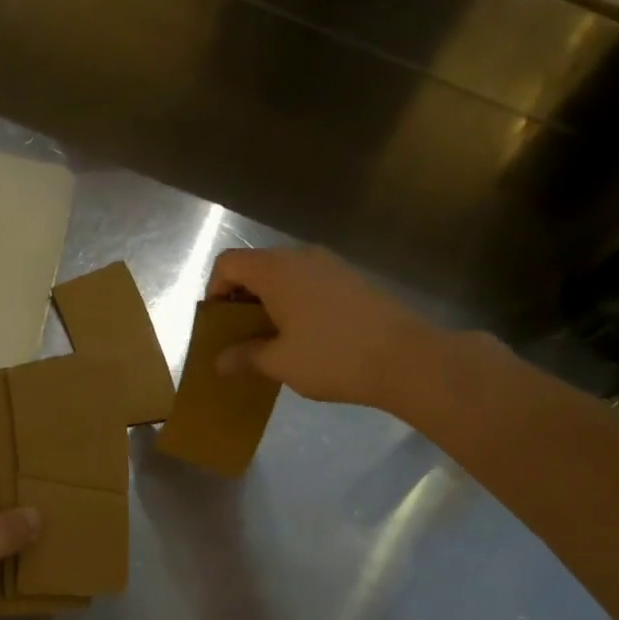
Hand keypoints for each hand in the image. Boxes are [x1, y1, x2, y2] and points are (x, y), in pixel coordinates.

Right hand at [206, 247, 443, 410]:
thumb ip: (245, 356)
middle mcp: (301, 257)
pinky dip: (293, 303)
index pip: (228, 263)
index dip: (214, 290)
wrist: (405, 358)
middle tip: (239, 336)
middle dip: (240, 299)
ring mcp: (330, 265)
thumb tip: (219, 361)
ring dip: (268, 302)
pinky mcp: (351, 280)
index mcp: (276, 270)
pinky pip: (308, 283)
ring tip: (270, 339)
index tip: (218, 324)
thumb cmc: (331, 357)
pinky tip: (302, 337)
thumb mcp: (279, 362)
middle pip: (255, 266)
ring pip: (284, 275)